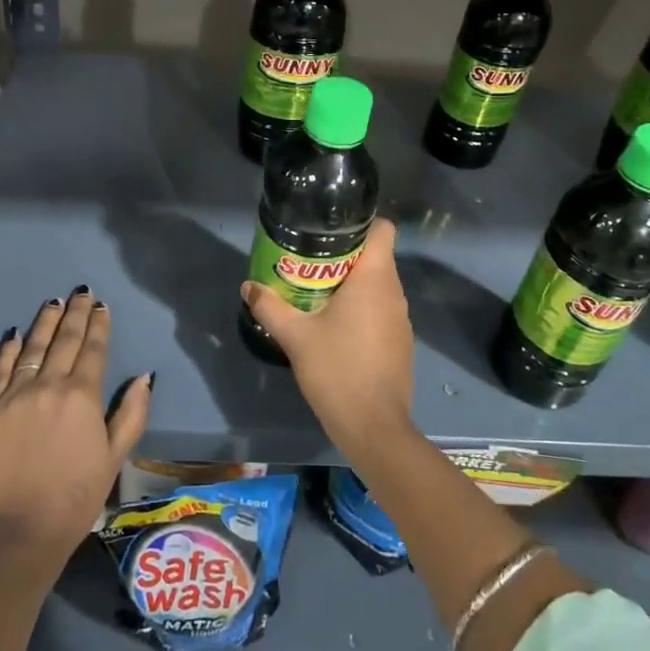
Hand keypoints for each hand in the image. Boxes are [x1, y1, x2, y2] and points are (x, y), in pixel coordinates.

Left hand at [0, 289, 151, 557]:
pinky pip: (0, 371)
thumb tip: (144, 377)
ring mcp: (16, 395)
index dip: (99, 325)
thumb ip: (131, 414)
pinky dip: (9, 350)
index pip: (93, 350)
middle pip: (64, 341)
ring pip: (33, 348)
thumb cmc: (76, 497)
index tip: (101, 306)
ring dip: (45, 323)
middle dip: (75, 314)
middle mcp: (50, 385)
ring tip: (53, 302)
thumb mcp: (115, 458)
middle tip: (80, 292)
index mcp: (83, 395)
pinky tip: (16, 334)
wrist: (18, 530)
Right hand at [240, 218, 414, 461]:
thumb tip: (248, 286)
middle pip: (375, 256)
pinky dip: (361, 308)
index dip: (361, 223)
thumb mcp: (295, 336)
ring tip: (316, 292)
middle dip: (344, 255)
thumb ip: (270, 306)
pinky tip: (334, 326)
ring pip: (378, 285)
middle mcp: (394, 292)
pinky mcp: (400, 342)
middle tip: (308, 262)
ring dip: (351, 283)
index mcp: (375, 278)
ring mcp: (401, 319)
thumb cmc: (337, 370)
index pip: (383, 229)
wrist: (373, 427)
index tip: (329, 229)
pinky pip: (380, 310)